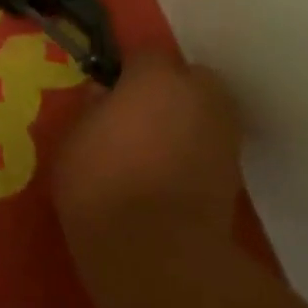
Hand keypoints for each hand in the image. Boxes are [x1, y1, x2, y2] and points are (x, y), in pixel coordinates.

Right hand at [52, 51, 246, 261]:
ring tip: (156, 149)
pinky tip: (171, 175)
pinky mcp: (235, 172)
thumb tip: (104, 95)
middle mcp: (198, 94)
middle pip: (188, 79)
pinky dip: (197, 152)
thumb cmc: (101, 185)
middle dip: (169, 91)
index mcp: (155, 77)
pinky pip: (212, 146)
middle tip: (139, 118)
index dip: (128, 72)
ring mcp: (223, 133)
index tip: (111, 93)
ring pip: (205, 111)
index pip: (145, 54)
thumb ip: (91, 109)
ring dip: (187, 120)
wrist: (157, 253)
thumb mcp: (72, 140)